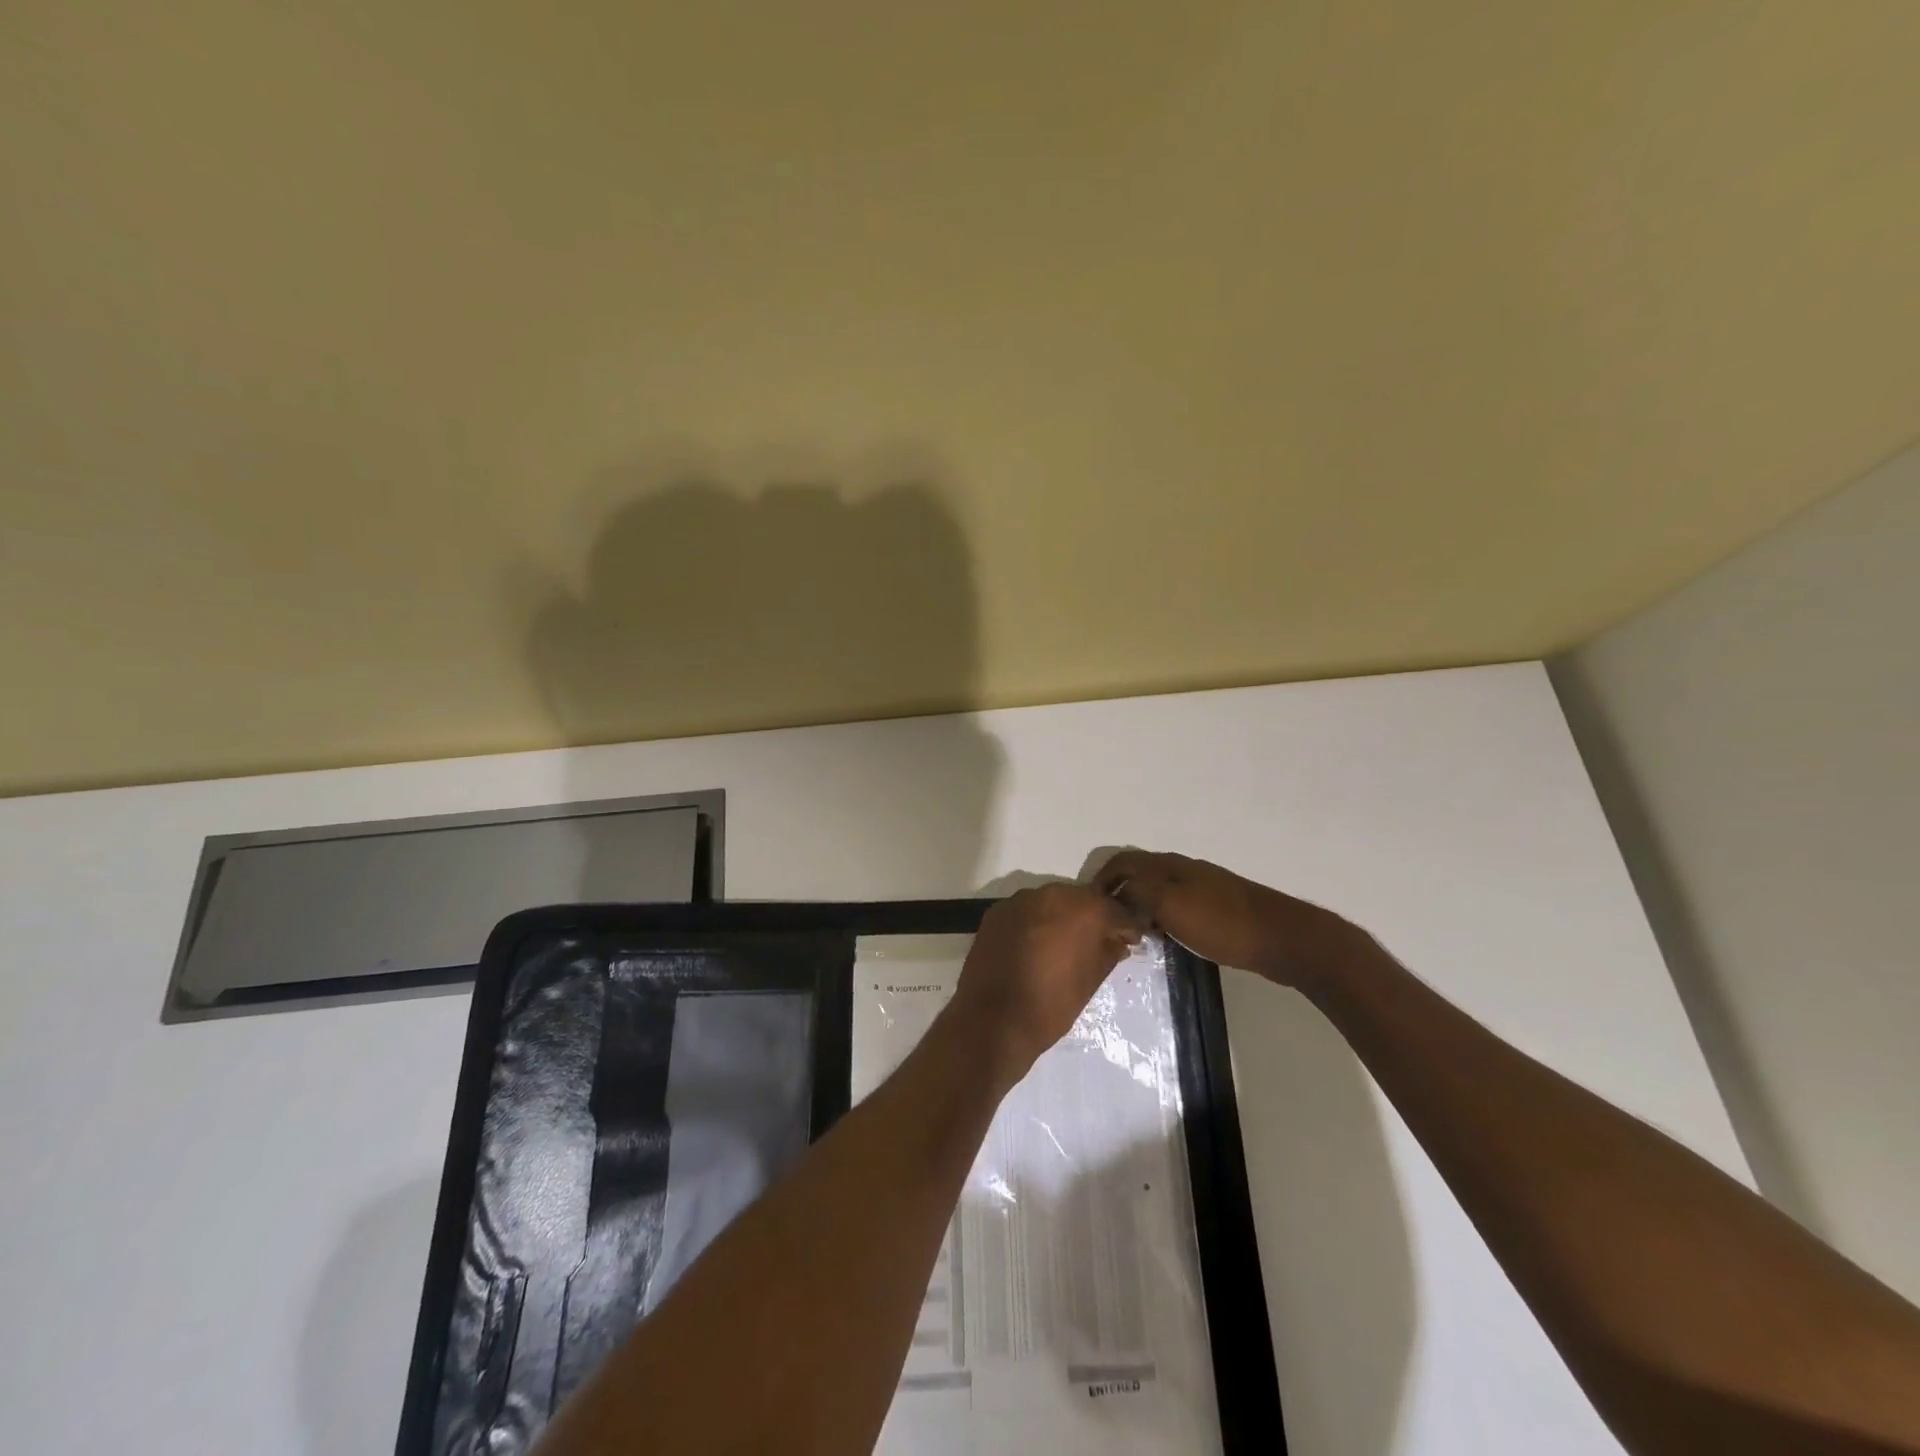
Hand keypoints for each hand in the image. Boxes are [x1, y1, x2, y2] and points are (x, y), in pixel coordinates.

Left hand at [946, 884, 1143, 1084]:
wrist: (992, 1021)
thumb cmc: (1051, 1006)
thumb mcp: (1090, 982)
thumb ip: (1108, 953)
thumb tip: (1117, 941)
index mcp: (1083, 910)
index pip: (1115, 909)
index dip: (1127, 925)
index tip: (1132, 938)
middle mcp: (1052, 894)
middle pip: (1082, 899)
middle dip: (1093, 916)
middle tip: (1100, 940)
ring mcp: (1020, 900)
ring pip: (1052, 901)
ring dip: (1062, 916)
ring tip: (1065, 944)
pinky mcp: (996, 912)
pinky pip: (1026, 910)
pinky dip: (1036, 922)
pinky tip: (1036, 945)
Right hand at [1092, 849, 1370, 993]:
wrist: (1283, 938)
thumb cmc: (1223, 922)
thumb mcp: (1172, 905)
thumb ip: (1140, 893)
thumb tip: (1117, 896)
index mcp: (1170, 866)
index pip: (1123, 862)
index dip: (1102, 879)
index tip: (1089, 905)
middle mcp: (1184, 870)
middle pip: (1140, 874)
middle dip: (1119, 893)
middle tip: (1107, 922)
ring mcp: (1204, 888)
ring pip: (1159, 891)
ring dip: (1141, 907)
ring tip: (1130, 933)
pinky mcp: (1218, 908)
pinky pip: (1177, 907)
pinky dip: (1162, 918)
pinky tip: (1165, 939)